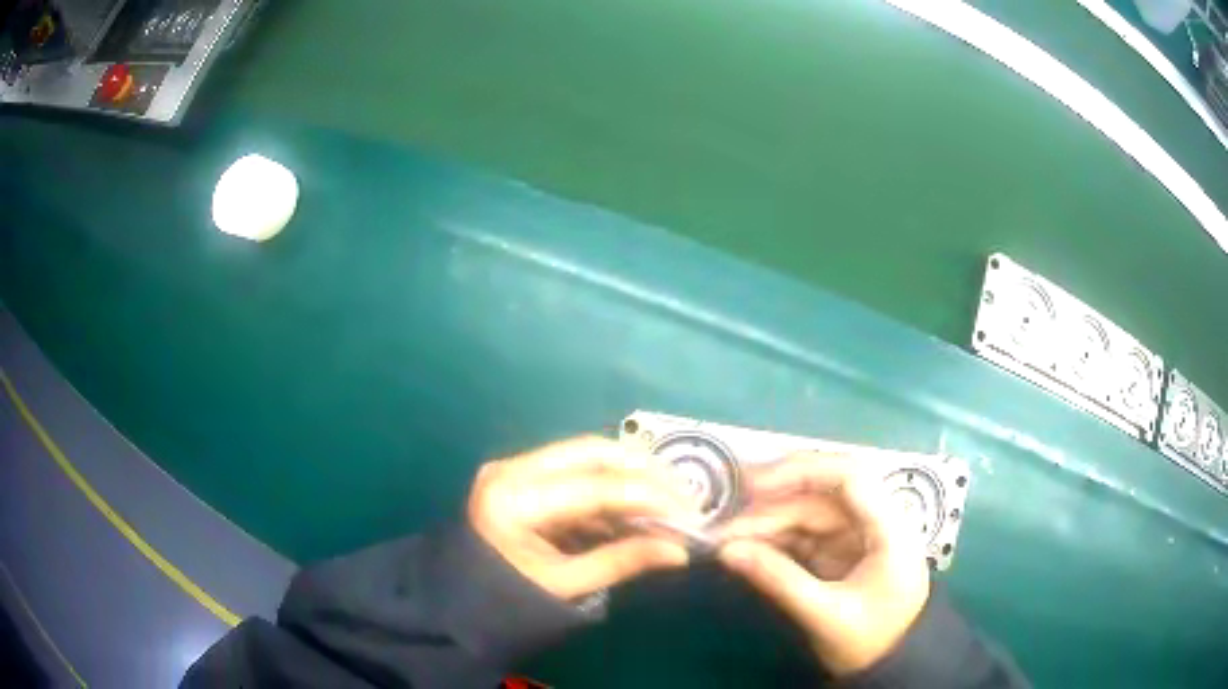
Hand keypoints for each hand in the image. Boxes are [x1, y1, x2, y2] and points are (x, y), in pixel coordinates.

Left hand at [468, 436, 699, 600]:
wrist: (454, 603)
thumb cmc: (504, 602)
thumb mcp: (564, 586)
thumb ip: (622, 561)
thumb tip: (680, 551)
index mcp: (515, 499)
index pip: (596, 486)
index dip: (650, 497)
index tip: (691, 513)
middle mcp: (512, 469)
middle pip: (592, 452)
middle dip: (644, 471)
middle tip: (684, 495)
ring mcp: (513, 469)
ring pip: (585, 456)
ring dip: (628, 476)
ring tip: (668, 501)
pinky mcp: (520, 477)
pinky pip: (573, 473)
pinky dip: (608, 489)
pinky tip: (634, 509)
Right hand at [714, 452, 930, 675]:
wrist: (888, 665)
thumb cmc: (869, 641)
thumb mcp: (825, 616)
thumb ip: (778, 580)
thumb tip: (726, 551)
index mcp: (889, 529)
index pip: (850, 477)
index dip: (801, 472)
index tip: (752, 487)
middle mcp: (875, 522)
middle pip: (823, 494)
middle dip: (775, 502)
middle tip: (728, 519)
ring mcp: (856, 537)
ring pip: (808, 514)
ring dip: (768, 524)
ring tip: (726, 541)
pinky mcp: (840, 552)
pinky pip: (803, 535)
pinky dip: (775, 540)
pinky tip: (747, 549)